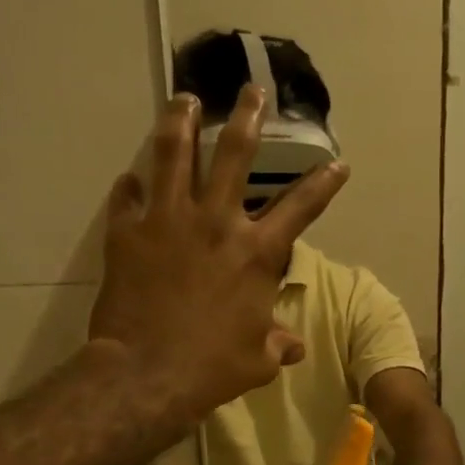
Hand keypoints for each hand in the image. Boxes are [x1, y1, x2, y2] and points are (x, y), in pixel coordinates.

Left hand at [88, 89, 348, 436]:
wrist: (148, 373)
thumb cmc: (213, 368)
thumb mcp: (259, 361)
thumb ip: (278, 344)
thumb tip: (293, 344)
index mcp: (257, 254)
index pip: (300, 208)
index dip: (323, 184)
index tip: (337, 163)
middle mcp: (217, 223)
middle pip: (234, 154)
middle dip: (247, 117)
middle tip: (252, 90)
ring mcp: (168, 221)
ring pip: (174, 153)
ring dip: (181, 121)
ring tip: (184, 99)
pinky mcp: (127, 232)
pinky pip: (127, 197)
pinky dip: (131, 187)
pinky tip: (131, 179)